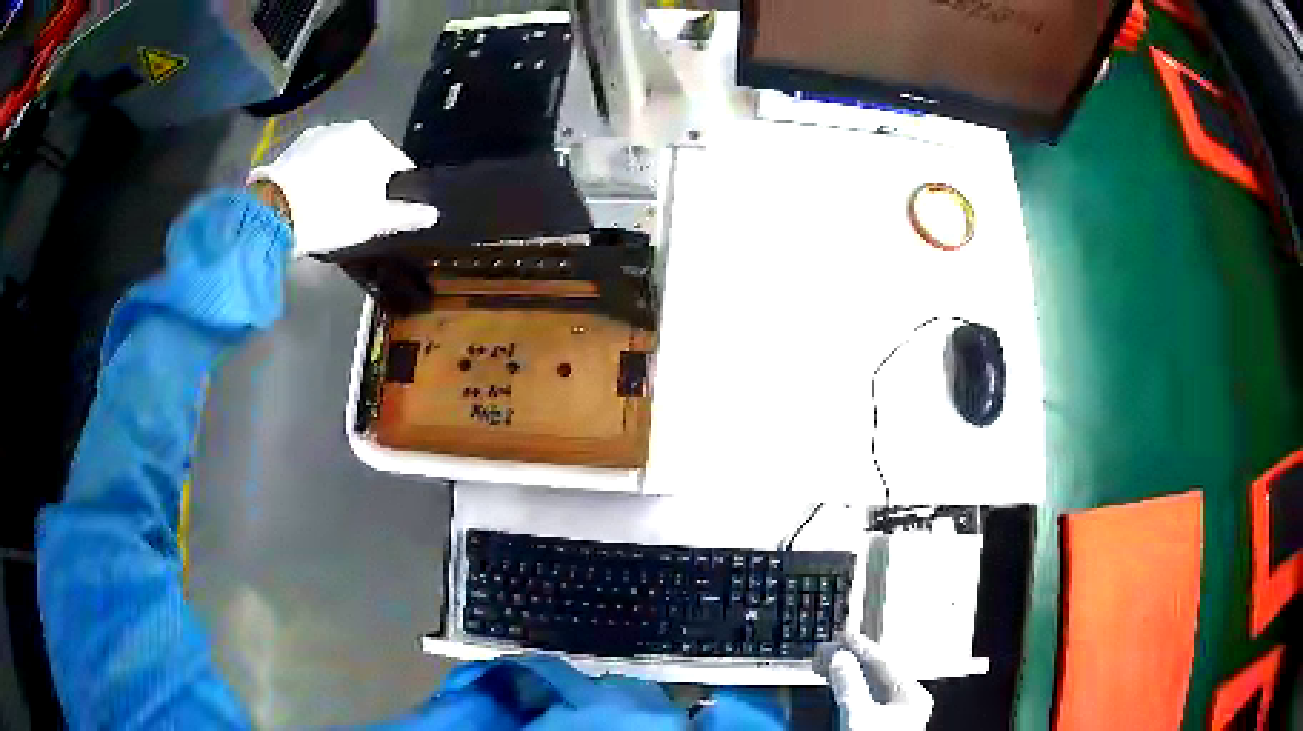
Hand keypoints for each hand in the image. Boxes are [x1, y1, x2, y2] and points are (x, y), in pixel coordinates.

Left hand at [247, 121, 438, 257]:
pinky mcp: (294, 146)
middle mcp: (349, 127)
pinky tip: (310, 198)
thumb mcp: (373, 220)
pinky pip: (316, 160)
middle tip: (354, 213)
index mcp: (373, 140)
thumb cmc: (330, 214)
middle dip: (365, 181)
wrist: (273, 213)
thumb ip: (406, 214)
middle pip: (367, 158)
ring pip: (340, 158)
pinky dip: (317, 174)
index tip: (383, 213)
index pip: (397, 166)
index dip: (393, 192)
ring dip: (340, 176)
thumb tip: (433, 213)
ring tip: (329, 207)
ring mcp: (319, 133)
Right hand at [814, 633, 933, 730]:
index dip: (859, 646)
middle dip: (849, 660)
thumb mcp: (858, 717)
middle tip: (826, 650)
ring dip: (847, 674)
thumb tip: (841, 658)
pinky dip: (850, 689)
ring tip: (826, 666)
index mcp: (910, 694)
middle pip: (876, 672)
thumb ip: (850, 685)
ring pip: (870, 685)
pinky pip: (867, 698)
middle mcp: (907, 701)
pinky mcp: (884, 725)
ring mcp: (897, 714)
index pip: (883, 660)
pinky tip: (838, 687)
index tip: (841, 636)